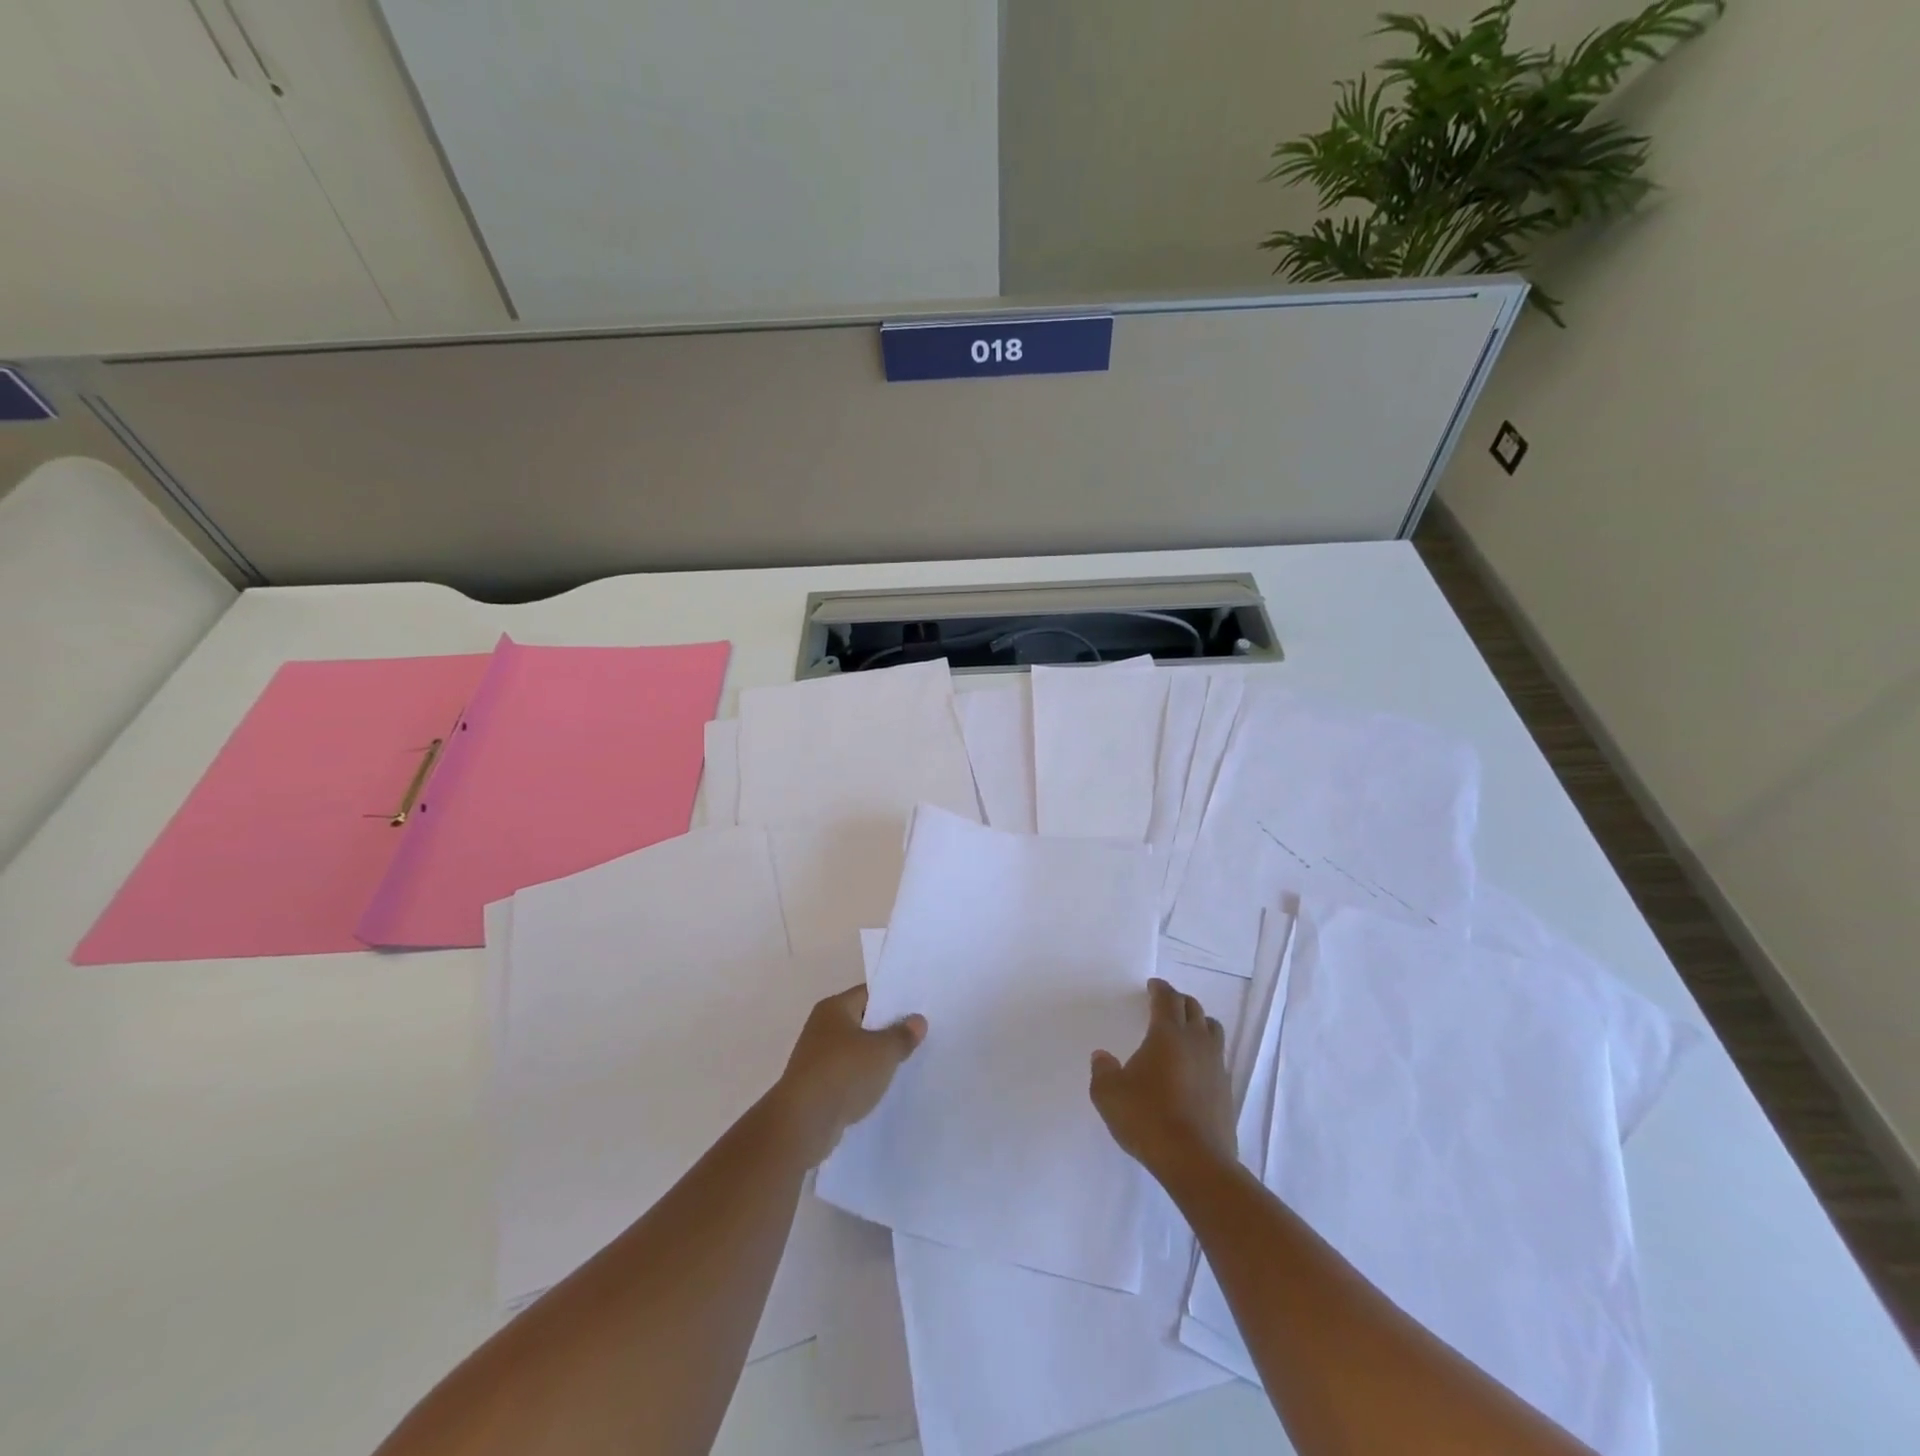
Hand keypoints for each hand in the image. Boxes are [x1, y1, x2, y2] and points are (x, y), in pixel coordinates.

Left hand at [772, 985, 926, 1165]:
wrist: (803, 1123)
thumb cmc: (844, 1073)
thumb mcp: (883, 1051)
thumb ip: (902, 1035)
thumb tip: (918, 1020)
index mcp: (834, 1008)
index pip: (868, 994)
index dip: (894, 1000)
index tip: (918, 1008)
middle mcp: (822, 1027)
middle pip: (862, 1021)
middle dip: (887, 1030)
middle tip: (918, 1036)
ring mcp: (817, 1058)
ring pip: (855, 1051)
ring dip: (875, 1058)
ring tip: (905, 1063)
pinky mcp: (817, 1086)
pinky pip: (847, 1075)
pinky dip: (863, 1080)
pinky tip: (882, 1089)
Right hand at [1090, 978, 1235, 1180]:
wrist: (1195, 1162)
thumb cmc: (1147, 1118)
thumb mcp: (1109, 1094)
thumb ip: (1102, 1071)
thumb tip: (1102, 1057)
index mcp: (1168, 1034)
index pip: (1167, 999)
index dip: (1160, 988)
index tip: (1153, 985)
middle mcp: (1196, 1043)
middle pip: (1193, 1009)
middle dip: (1179, 1002)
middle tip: (1167, 1004)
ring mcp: (1216, 1067)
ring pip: (1212, 1031)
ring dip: (1199, 1023)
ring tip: (1186, 1031)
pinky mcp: (1226, 1092)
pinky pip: (1218, 1059)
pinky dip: (1206, 1054)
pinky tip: (1194, 1069)